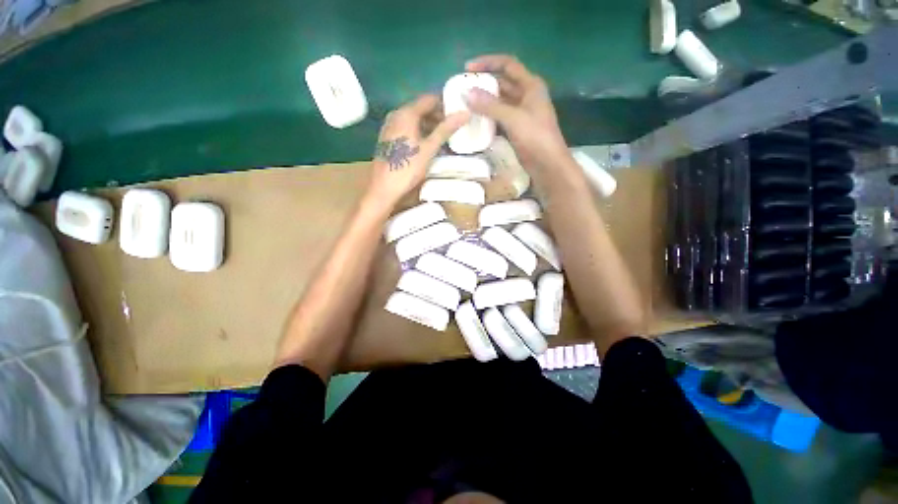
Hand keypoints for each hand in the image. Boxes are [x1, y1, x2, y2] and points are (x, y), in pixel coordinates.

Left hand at [367, 95, 468, 208]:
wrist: (383, 188)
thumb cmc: (407, 168)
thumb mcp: (429, 149)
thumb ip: (446, 130)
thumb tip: (465, 113)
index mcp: (406, 113)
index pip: (429, 99)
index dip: (445, 103)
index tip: (458, 112)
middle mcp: (395, 115)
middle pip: (420, 108)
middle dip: (438, 116)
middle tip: (453, 128)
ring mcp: (390, 127)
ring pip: (414, 120)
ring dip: (429, 126)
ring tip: (443, 138)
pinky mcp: (388, 139)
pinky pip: (407, 129)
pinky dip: (419, 133)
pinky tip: (428, 145)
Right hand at [464, 55, 570, 174]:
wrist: (548, 165)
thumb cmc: (536, 137)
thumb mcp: (513, 118)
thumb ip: (490, 106)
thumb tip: (466, 93)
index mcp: (531, 85)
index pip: (508, 65)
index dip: (488, 62)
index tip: (467, 68)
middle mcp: (526, 96)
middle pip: (502, 83)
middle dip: (483, 84)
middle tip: (462, 88)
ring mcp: (521, 114)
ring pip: (500, 102)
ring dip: (484, 102)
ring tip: (465, 104)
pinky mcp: (516, 129)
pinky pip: (499, 118)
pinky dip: (488, 117)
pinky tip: (475, 121)